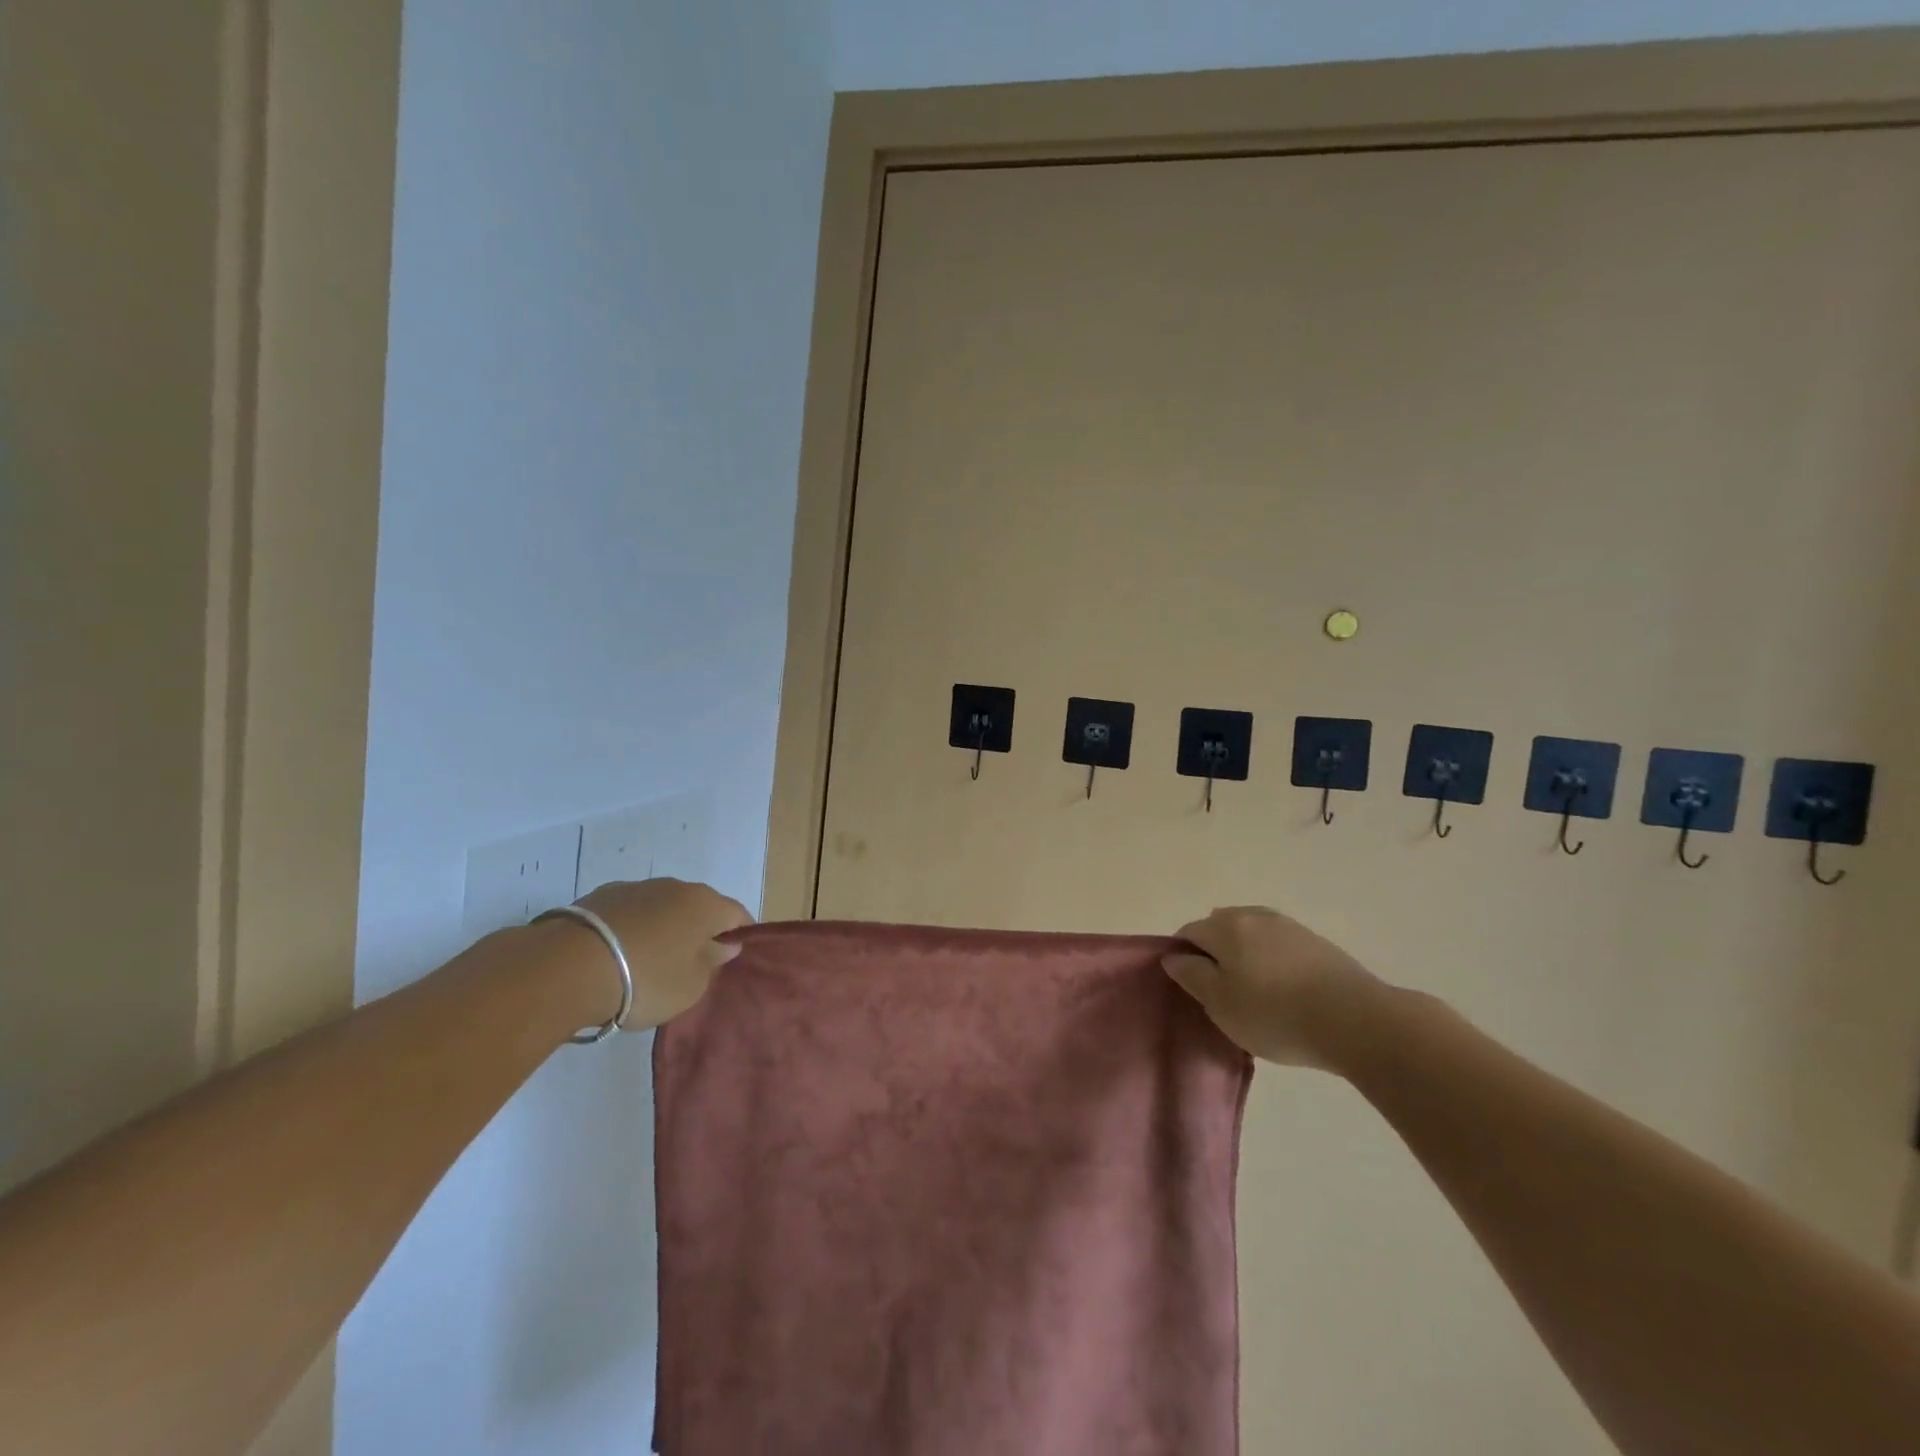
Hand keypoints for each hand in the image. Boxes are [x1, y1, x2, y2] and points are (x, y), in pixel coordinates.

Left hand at [573, 879, 752, 1030]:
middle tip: (690, 965)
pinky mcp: (599, 896)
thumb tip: (723, 944)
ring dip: (663, 928)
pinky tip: (616, 956)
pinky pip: (629, 913)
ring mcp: (636, 888)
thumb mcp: (691, 986)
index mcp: (706, 904)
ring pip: (662, 908)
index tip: (732, 959)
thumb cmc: (646, 979)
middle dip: (699, 931)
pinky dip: (631, 930)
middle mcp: (675, 887)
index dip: (740, 935)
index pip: (737, 914)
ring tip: (647, 962)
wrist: (568, 968)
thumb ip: (712, 962)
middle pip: (698, 907)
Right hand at [1164, 906, 1389, 1069]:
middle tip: (1222, 992)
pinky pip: (1280, 946)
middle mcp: (1254, 916)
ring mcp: (1289, 926)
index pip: (1188, 932)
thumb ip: (1192, 976)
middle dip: (1215, 953)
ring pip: (1253, 935)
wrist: (1356, 1020)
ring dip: (1246, 955)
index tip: (1191, 988)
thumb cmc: (1275, 1014)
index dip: (1182, 957)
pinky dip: (1273, 962)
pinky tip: (1285, 991)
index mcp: (1225, 927)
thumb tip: (1173, 956)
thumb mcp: (1220, 1004)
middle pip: (1220, 927)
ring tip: (1256, 993)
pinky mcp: (1318, 943)